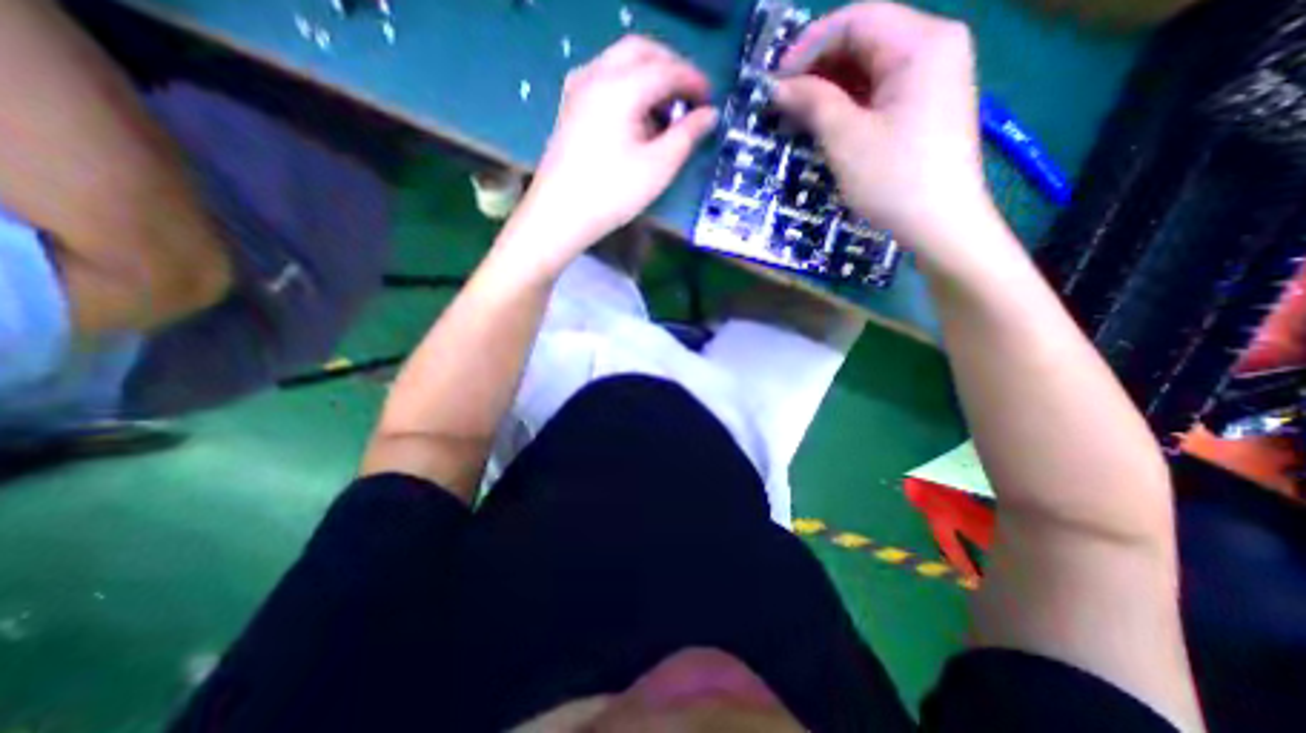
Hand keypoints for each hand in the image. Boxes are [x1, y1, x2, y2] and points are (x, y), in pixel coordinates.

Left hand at [504, 36, 719, 274]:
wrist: (560, 215)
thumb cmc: (612, 193)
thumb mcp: (658, 167)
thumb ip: (687, 135)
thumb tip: (709, 115)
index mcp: (621, 87)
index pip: (667, 69)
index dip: (694, 81)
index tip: (711, 100)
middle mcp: (596, 75)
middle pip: (641, 51)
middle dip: (671, 67)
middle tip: (690, 95)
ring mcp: (578, 89)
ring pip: (620, 62)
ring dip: (649, 75)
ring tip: (665, 110)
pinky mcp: (570, 107)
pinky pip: (605, 79)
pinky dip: (628, 86)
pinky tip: (636, 117)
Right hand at [774, 0, 989, 260]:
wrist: (939, 225)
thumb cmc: (893, 180)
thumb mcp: (846, 139)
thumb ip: (813, 102)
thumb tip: (779, 87)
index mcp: (922, 43)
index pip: (856, 20)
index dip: (809, 46)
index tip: (776, 81)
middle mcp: (935, 47)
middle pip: (866, 39)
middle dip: (819, 67)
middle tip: (783, 100)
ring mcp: (934, 77)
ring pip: (871, 66)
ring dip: (831, 86)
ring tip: (798, 113)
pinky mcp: (926, 105)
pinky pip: (881, 89)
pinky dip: (849, 101)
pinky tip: (826, 120)